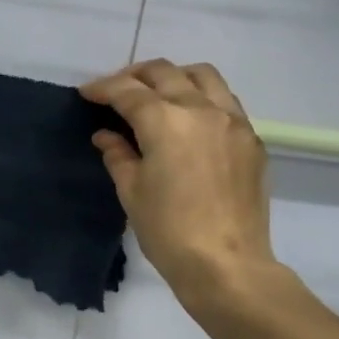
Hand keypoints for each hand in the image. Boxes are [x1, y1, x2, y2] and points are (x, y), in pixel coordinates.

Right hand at [80, 60, 275, 300]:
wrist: (227, 265)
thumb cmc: (169, 232)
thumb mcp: (132, 192)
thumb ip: (118, 155)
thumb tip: (106, 135)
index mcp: (166, 122)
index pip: (128, 91)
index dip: (103, 88)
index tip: (87, 93)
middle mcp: (202, 110)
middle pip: (165, 73)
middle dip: (135, 75)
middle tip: (117, 90)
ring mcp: (233, 122)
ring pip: (203, 76)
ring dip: (175, 77)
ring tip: (158, 94)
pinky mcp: (252, 140)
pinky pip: (226, 102)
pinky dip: (202, 98)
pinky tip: (190, 121)